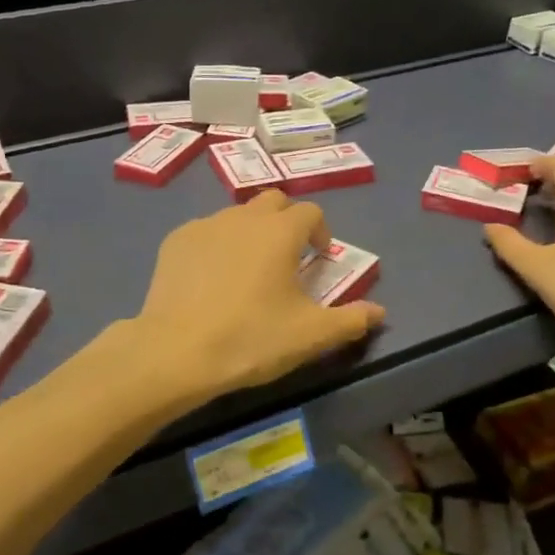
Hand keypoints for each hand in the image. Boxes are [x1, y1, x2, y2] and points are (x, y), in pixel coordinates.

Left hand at [130, 192, 384, 400]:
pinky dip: (218, 244)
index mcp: (280, 232)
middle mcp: (243, 217)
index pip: (310, 212)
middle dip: (286, 222)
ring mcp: (204, 226)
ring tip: (250, 269)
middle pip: (273, 202)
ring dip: (252, 232)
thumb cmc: (250, 339)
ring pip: (237, 215)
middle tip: (288, 257)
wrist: (176, 352)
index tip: (319, 259)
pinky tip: (212, 278)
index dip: (320, 232)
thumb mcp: (310, 336)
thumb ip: (351, 320)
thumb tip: (379, 312)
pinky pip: (206, 231)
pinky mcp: (175, 241)